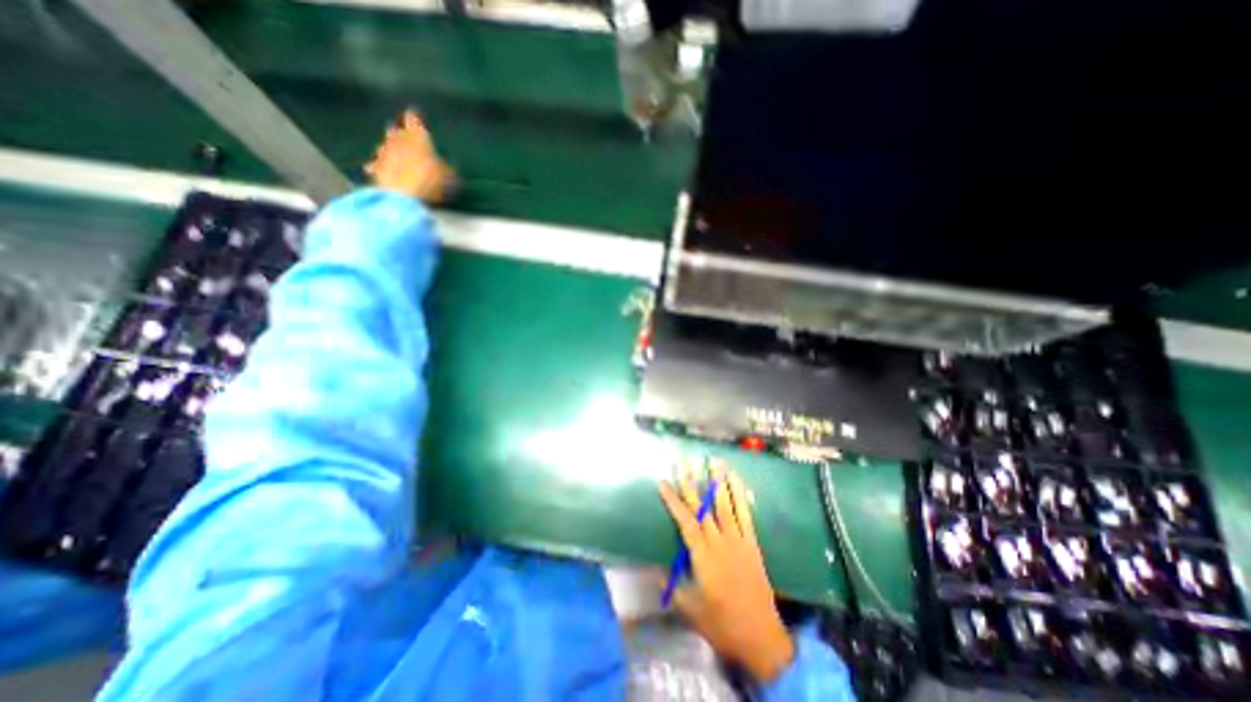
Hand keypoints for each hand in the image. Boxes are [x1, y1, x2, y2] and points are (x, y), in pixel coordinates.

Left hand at [364, 110, 458, 202]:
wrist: (403, 195)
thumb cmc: (430, 180)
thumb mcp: (448, 176)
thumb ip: (447, 169)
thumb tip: (448, 166)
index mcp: (417, 136)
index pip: (414, 119)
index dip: (415, 117)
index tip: (416, 114)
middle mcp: (397, 139)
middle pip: (395, 130)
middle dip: (399, 131)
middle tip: (402, 132)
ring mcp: (384, 152)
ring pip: (384, 145)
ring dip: (389, 147)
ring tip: (392, 151)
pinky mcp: (376, 168)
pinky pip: (377, 164)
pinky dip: (378, 165)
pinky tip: (375, 168)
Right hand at [656, 460, 790, 684]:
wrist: (761, 636)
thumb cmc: (721, 623)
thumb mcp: (689, 609)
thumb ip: (671, 585)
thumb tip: (654, 566)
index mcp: (703, 556)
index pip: (684, 521)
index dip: (672, 501)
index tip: (663, 483)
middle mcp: (720, 542)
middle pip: (703, 507)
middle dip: (692, 483)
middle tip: (685, 462)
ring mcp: (738, 540)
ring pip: (725, 504)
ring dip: (719, 481)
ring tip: (714, 461)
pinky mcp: (752, 543)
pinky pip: (745, 514)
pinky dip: (740, 495)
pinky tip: (736, 481)